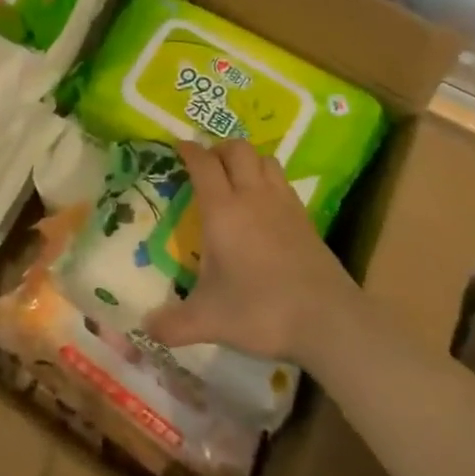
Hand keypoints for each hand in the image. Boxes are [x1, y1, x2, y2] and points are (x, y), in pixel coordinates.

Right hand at [143, 139, 360, 365]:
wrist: (328, 319)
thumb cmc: (261, 311)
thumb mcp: (209, 320)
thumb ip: (173, 324)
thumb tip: (146, 329)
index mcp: (223, 211)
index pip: (203, 164)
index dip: (189, 151)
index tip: (179, 147)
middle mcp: (252, 196)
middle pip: (238, 149)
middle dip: (219, 148)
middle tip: (207, 163)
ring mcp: (284, 204)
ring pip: (265, 159)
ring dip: (247, 159)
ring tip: (236, 176)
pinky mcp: (306, 217)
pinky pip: (283, 181)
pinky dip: (269, 178)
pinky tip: (264, 202)